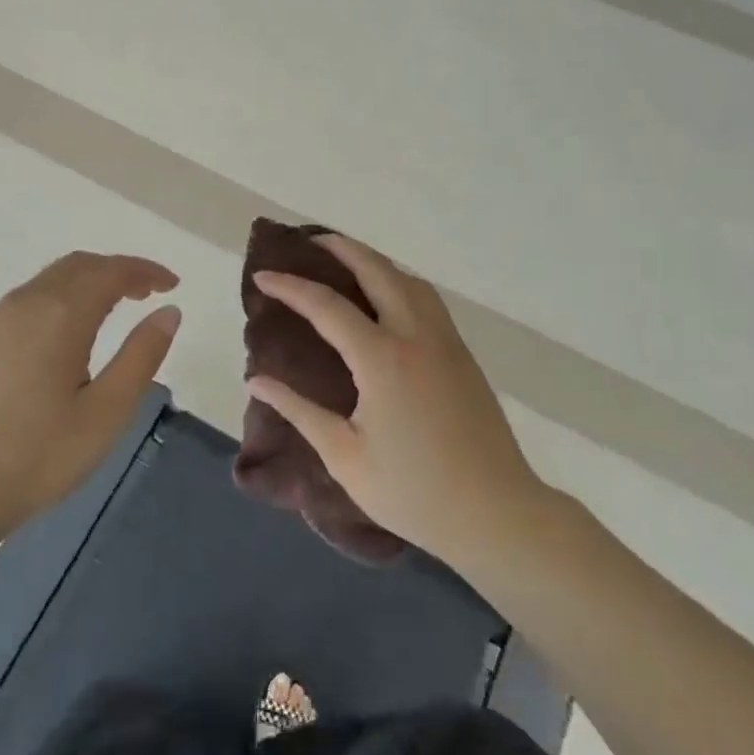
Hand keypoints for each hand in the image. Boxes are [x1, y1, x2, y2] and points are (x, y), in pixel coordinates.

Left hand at [0, 252, 180, 546]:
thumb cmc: (32, 459)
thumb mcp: (105, 414)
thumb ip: (141, 356)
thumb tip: (168, 311)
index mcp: (60, 314)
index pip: (111, 271)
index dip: (145, 270)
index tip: (172, 284)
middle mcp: (22, 304)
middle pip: (77, 266)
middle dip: (115, 271)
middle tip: (145, 292)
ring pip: (45, 283)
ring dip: (83, 285)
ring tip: (108, 313)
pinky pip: (21, 305)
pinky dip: (54, 303)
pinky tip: (56, 342)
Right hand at [248, 235, 540, 561]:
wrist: (496, 512)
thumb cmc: (413, 493)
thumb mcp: (345, 457)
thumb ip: (299, 411)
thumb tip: (257, 380)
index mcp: (382, 359)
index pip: (326, 306)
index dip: (290, 287)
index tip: (262, 277)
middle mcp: (415, 335)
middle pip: (376, 270)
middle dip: (339, 248)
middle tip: (308, 242)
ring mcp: (444, 340)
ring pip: (408, 278)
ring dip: (374, 260)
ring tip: (345, 261)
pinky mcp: (462, 353)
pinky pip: (427, 298)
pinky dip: (399, 280)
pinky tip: (387, 297)